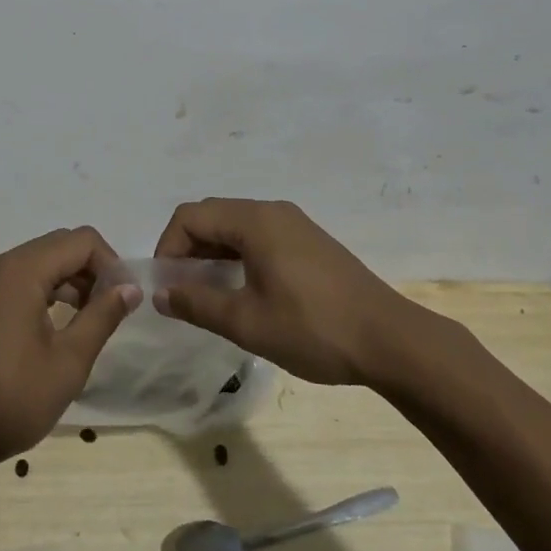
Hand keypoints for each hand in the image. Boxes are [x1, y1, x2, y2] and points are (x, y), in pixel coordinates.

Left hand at [0, 227, 139, 470]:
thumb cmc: (10, 399)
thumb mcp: (68, 362)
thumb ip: (102, 317)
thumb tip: (130, 287)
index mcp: (21, 270)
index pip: (81, 241)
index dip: (111, 264)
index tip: (124, 300)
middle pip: (58, 246)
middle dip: (91, 270)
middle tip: (110, 309)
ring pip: (38, 262)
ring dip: (69, 281)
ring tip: (88, 321)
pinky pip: (17, 280)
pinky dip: (43, 291)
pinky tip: (55, 328)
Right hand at [154, 198, 416, 385]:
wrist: (390, 340)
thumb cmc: (312, 328)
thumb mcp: (247, 322)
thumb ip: (197, 303)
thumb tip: (160, 293)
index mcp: (255, 220)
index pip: (190, 216)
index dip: (168, 247)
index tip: (167, 287)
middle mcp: (273, 211)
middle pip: (212, 215)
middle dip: (188, 250)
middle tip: (183, 292)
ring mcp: (295, 224)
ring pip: (236, 227)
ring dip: (213, 254)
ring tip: (209, 295)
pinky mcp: (310, 242)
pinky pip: (260, 237)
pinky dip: (238, 256)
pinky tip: (244, 291)